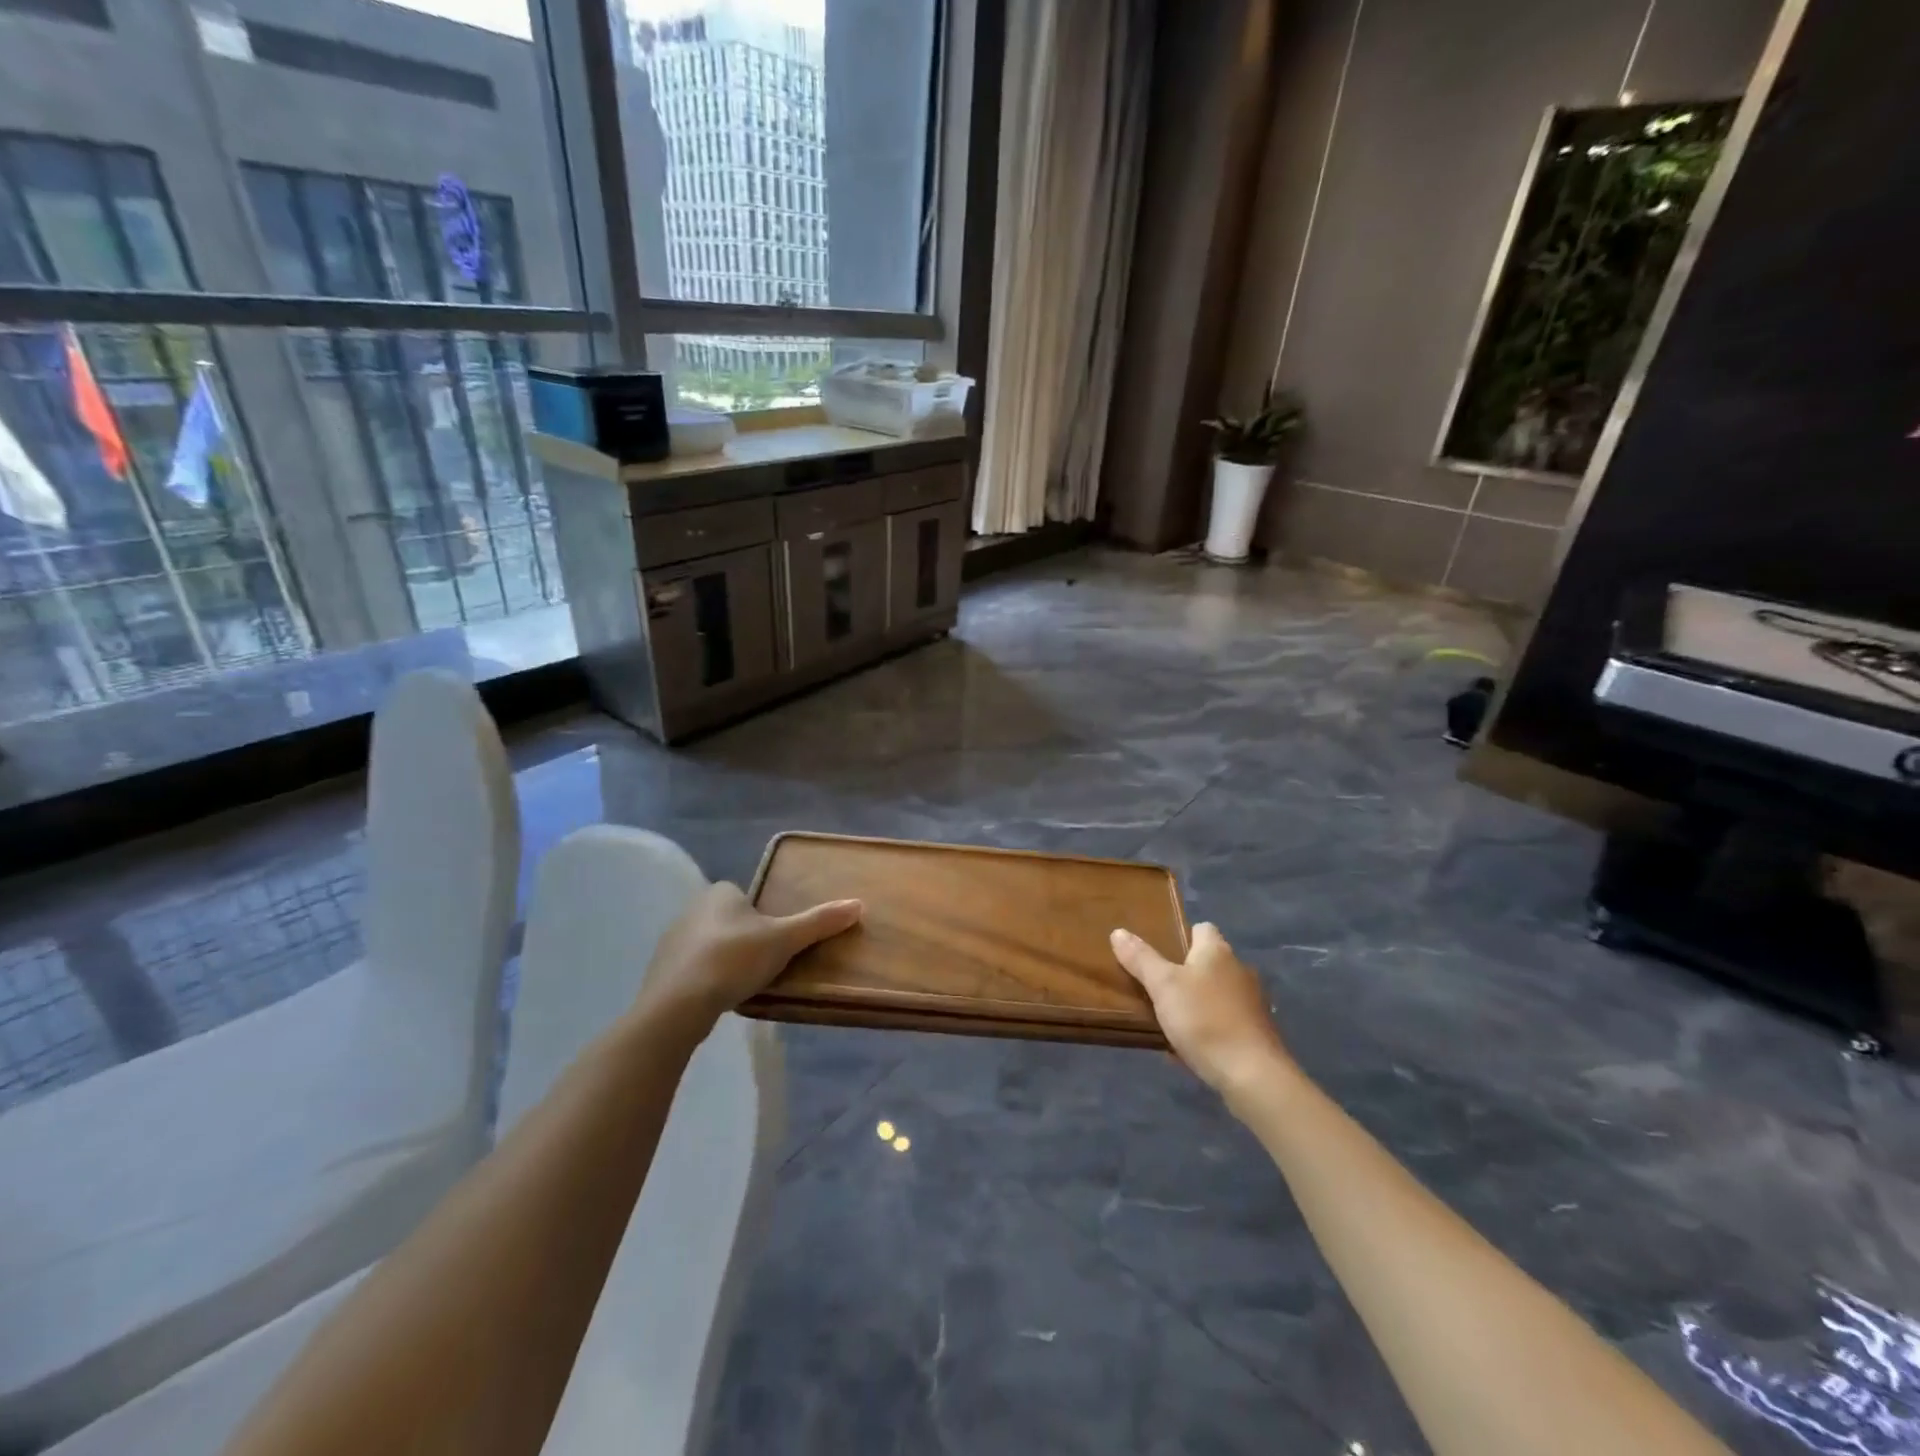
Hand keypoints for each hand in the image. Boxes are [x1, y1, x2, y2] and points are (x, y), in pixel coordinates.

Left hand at [635, 882, 861, 1044]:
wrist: (677, 1004)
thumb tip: (858, 904)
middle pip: (730, 920)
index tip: (776, 940)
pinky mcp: (661, 970)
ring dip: (725, 959)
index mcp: (720, 892)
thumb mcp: (784, 940)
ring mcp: (672, 940)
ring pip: (710, 944)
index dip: (764, 916)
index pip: (747, 896)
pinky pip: (693, 968)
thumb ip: (818, 922)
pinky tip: (719, 997)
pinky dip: (706, 979)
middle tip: (765, 963)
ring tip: (744, 983)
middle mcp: (692, 908)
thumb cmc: (734, 959)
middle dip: (746, 938)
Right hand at [1110, 922, 1291, 1097]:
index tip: (1159, 953)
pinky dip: (1209, 1027)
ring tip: (1169, 1019)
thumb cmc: (1204, 1020)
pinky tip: (1191, 1046)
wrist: (1252, 1075)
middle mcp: (1239, 970)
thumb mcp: (1163, 986)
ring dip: (1197, 1002)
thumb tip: (1118, 931)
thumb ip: (1141, 959)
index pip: (1201, 928)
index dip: (1181, 936)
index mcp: (1217, 951)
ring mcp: (1252, 1002)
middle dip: (1185, 972)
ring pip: (1216, 993)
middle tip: (1156, 987)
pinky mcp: (1256, 1032)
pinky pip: (1225, 1021)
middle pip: (1208, 962)